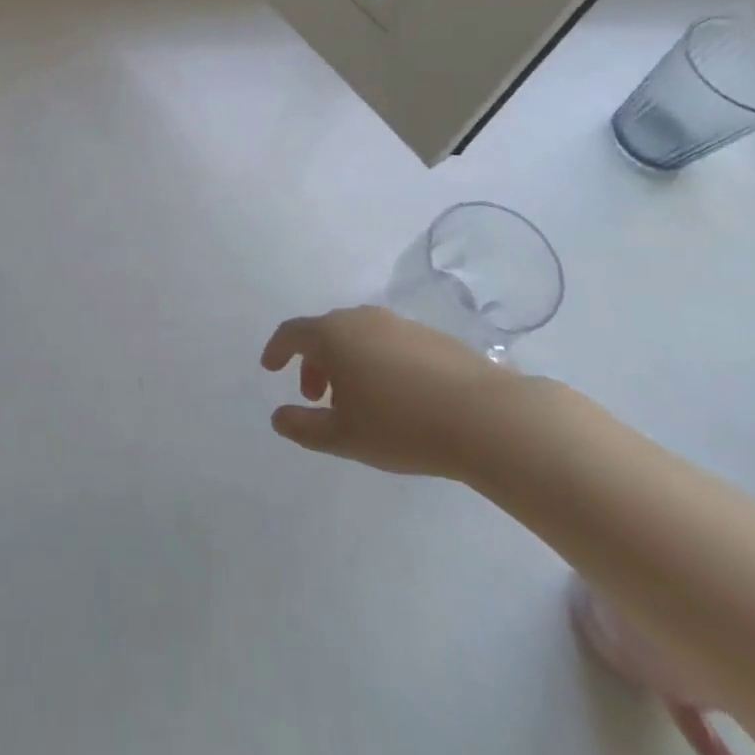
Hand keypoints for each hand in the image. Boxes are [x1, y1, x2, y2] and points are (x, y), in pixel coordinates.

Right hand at [260, 305, 525, 479]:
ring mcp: (399, 324)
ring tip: (356, 401)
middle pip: (325, 332)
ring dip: (346, 363)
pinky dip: (376, 362)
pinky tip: (395, 397)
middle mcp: (362, 318)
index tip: (270, 368)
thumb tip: (278, 416)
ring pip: (358, 336)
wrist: (484, 416)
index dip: (277, 349)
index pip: (292, 332)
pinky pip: (388, 343)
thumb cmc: (400, 425)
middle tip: (315, 397)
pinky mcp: (431, 335)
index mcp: (333, 334)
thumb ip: (303, 427)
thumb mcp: (343, 436)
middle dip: (313, 362)